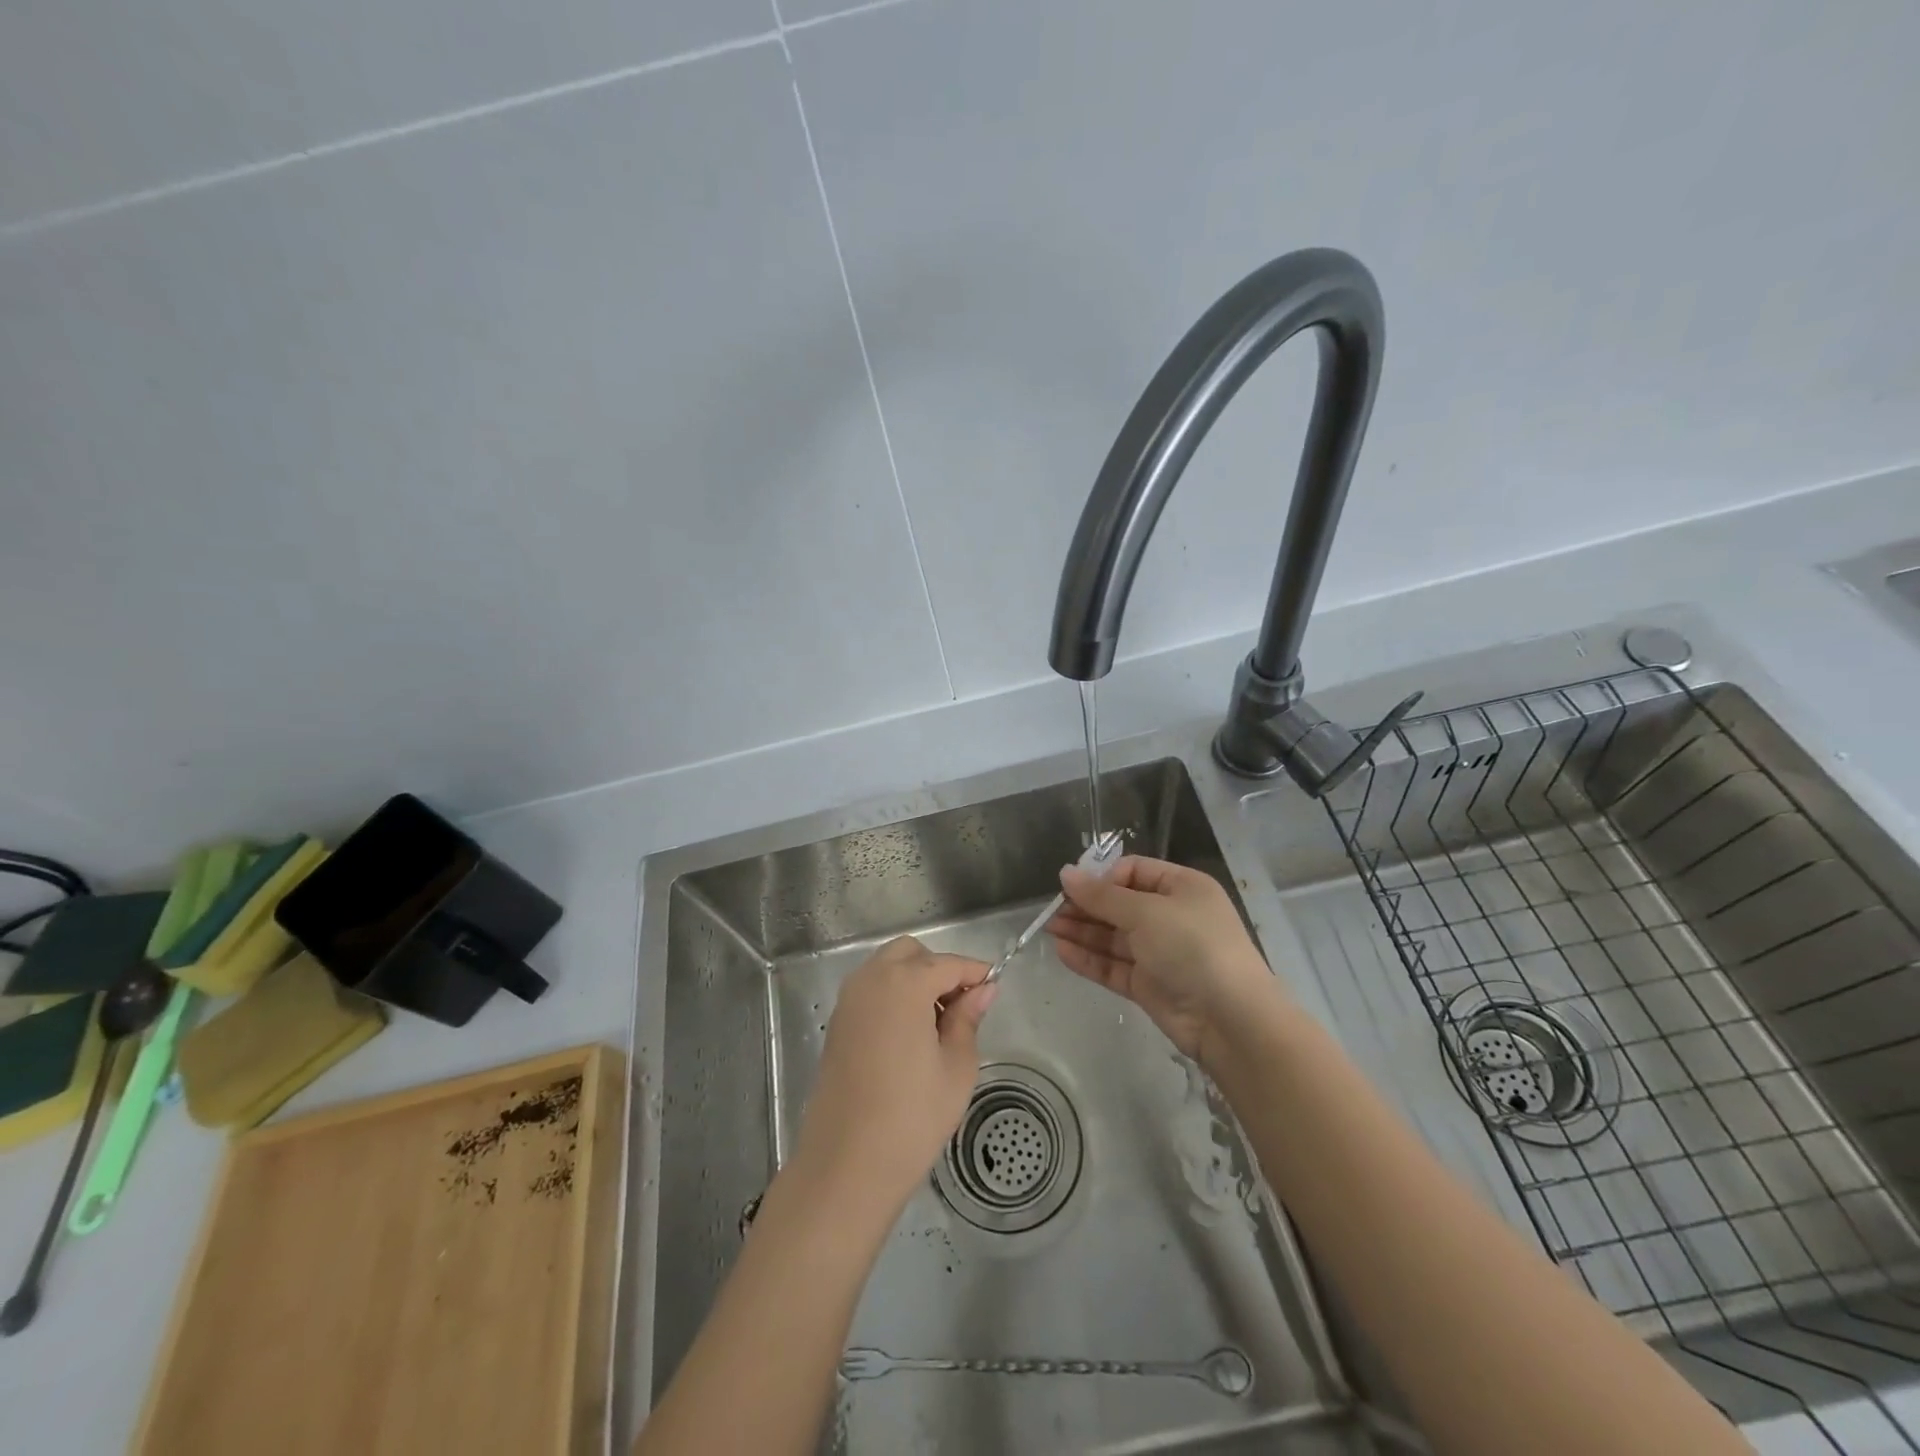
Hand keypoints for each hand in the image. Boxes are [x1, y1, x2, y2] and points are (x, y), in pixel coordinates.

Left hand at [792, 937, 996, 1212]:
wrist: (846, 1165)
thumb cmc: (912, 1117)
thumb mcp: (956, 1068)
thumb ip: (968, 1019)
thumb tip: (982, 990)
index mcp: (904, 984)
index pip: (948, 963)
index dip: (974, 972)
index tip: (994, 988)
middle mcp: (871, 980)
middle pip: (910, 953)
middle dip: (939, 969)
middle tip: (962, 1006)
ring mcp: (848, 1001)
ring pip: (886, 968)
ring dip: (914, 980)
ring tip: (938, 1024)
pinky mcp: (836, 1024)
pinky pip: (870, 991)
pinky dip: (892, 996)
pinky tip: (910, 1035)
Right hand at [1048, 855, 1277, 1065]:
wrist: (1230, 1019)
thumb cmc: (1192, 947)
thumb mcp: (1146, 912)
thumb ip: (1102, 895)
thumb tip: (1065, 873)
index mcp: (1181, 888)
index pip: (1134, 871)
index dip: (1103, 877)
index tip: (1073, 886)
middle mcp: (1171, 916)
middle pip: (1120, 904)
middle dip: (1086, 905)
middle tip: (1053, 909)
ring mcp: (1160, 953)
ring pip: (1113, 936)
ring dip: (1082, 931)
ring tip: (1049, 928)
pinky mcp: (1149, 984)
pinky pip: (1114, 965)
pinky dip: (1089, 958)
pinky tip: (1062, 951)